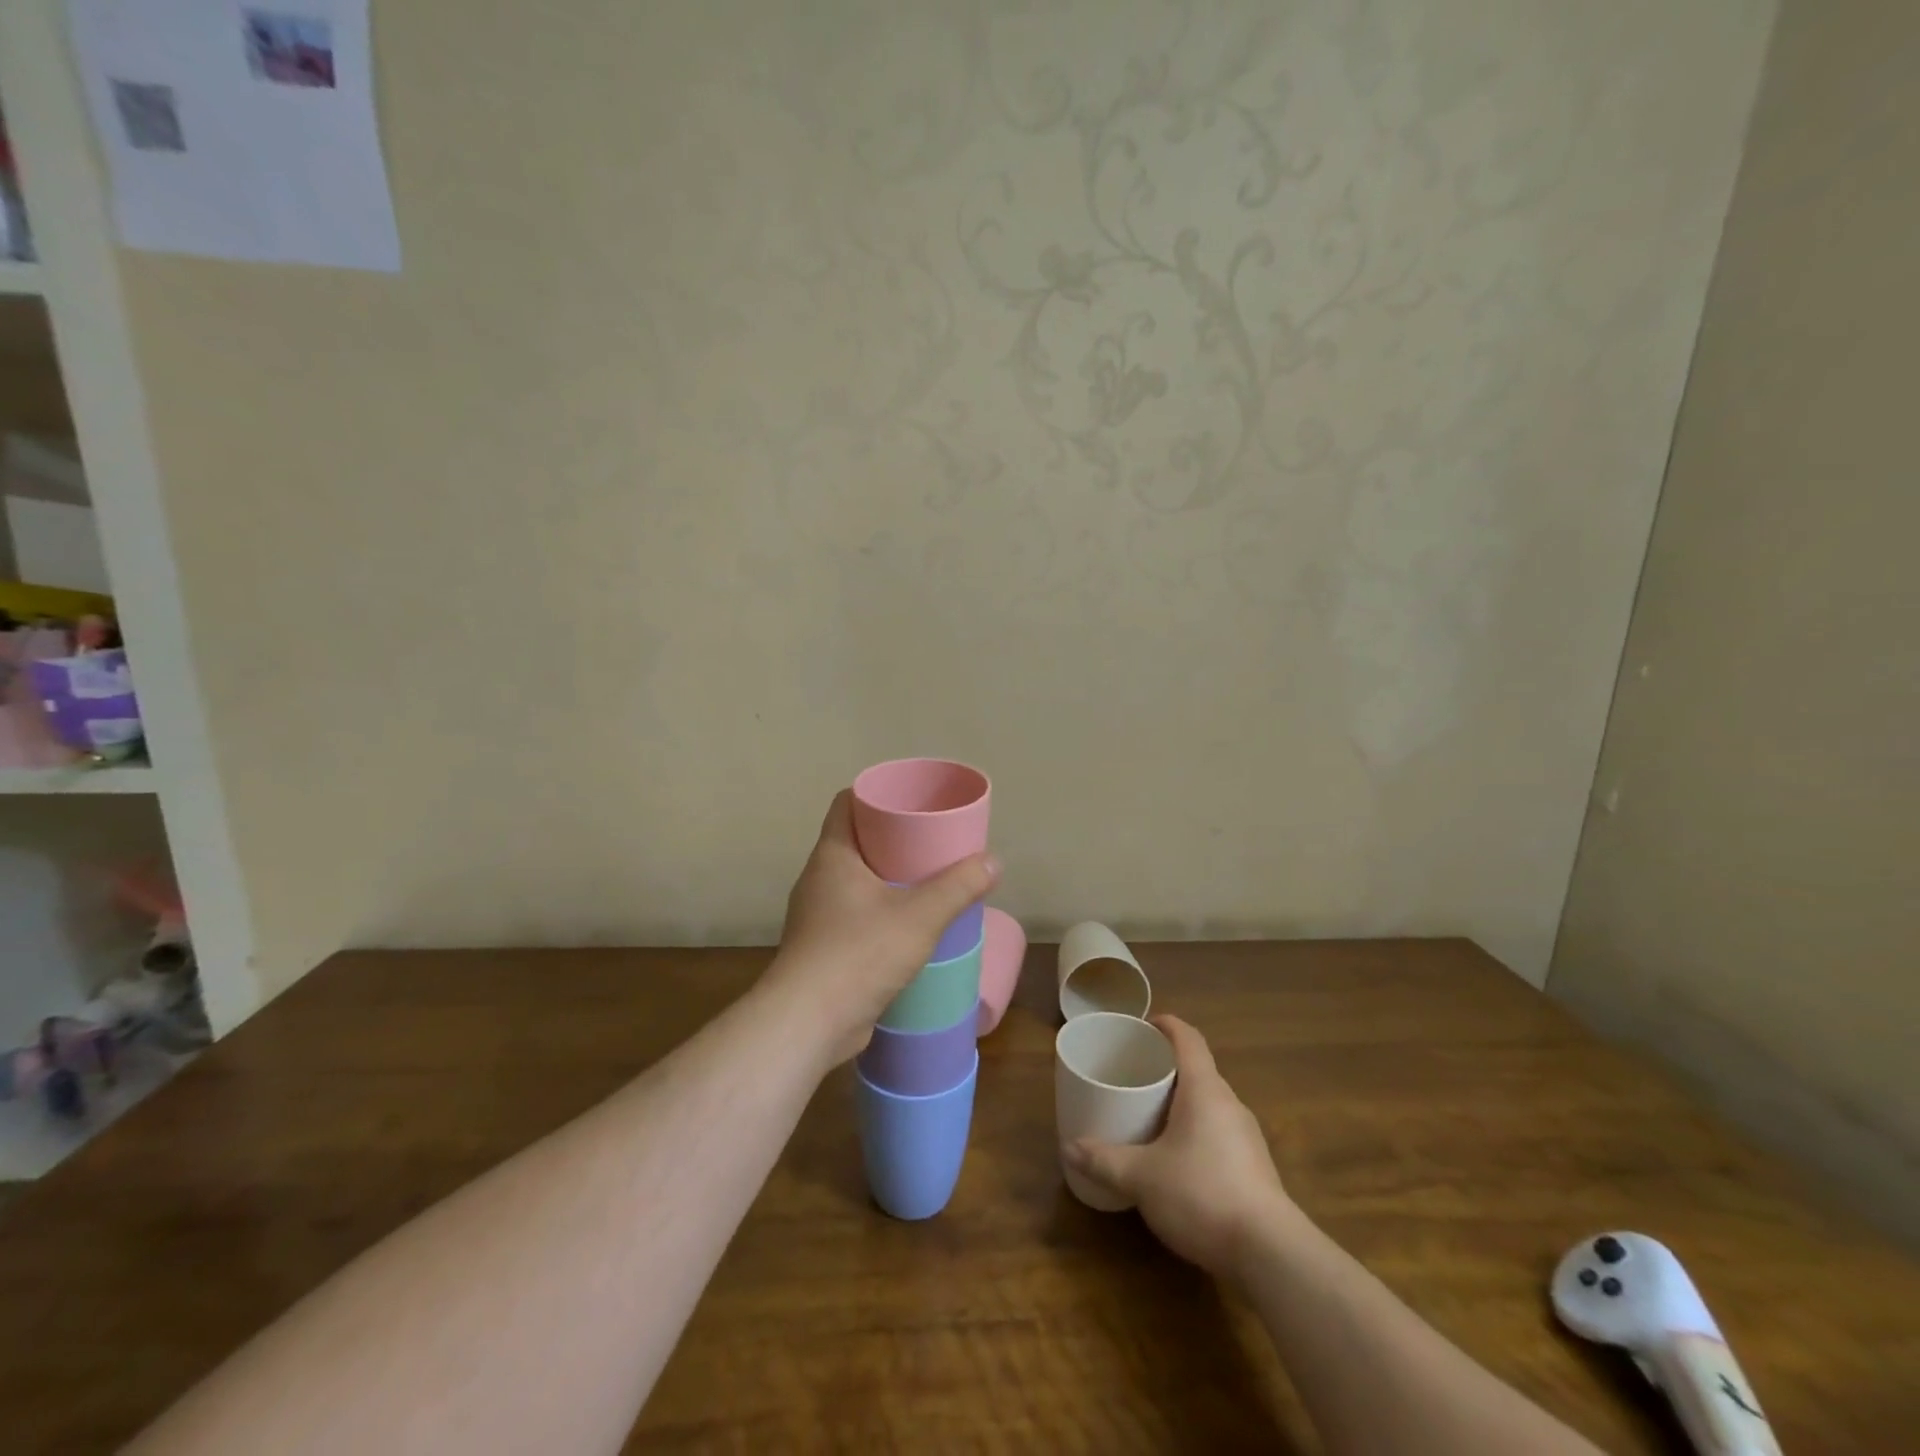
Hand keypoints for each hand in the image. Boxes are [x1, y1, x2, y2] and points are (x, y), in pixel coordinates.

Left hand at [762, 789, 998, 1066]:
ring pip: (857, 881)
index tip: (911, 799)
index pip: (847, 803)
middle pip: (857, 841)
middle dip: (893, 838)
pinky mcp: (823, 949)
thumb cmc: (859, 954)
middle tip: (932, 840)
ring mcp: (817, 915)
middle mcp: (819, 878)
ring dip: (889, 878)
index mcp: (832, 855)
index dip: (876, 794)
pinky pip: (856, 915)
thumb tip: (992, 861)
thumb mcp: (919, 916)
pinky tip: (910, 926)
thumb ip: (958, 887)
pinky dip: (881, 912)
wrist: (807, 1024)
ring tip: (928, 881)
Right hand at [1064, 1015, 1298, 1280]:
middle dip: (1167, 1067)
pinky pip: (1219, 1131)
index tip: (1143, 1026)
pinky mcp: (1255, 1167)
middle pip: (1198, 1069)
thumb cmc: (1202, 1195)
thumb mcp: (1142, 1178)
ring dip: (1182, 1101)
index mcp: (1205, 1089)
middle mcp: (1229, 1103)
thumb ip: (1104, 1160)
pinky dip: (1196, 1130)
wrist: (1271, 1255)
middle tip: (1134, 1075)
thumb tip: (1068, 1148)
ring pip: (1209, 1103)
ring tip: (1150, 1116)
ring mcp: (1247, 1136)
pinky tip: (1178, 1159)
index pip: (1188, 1038)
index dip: (1166, 1024)